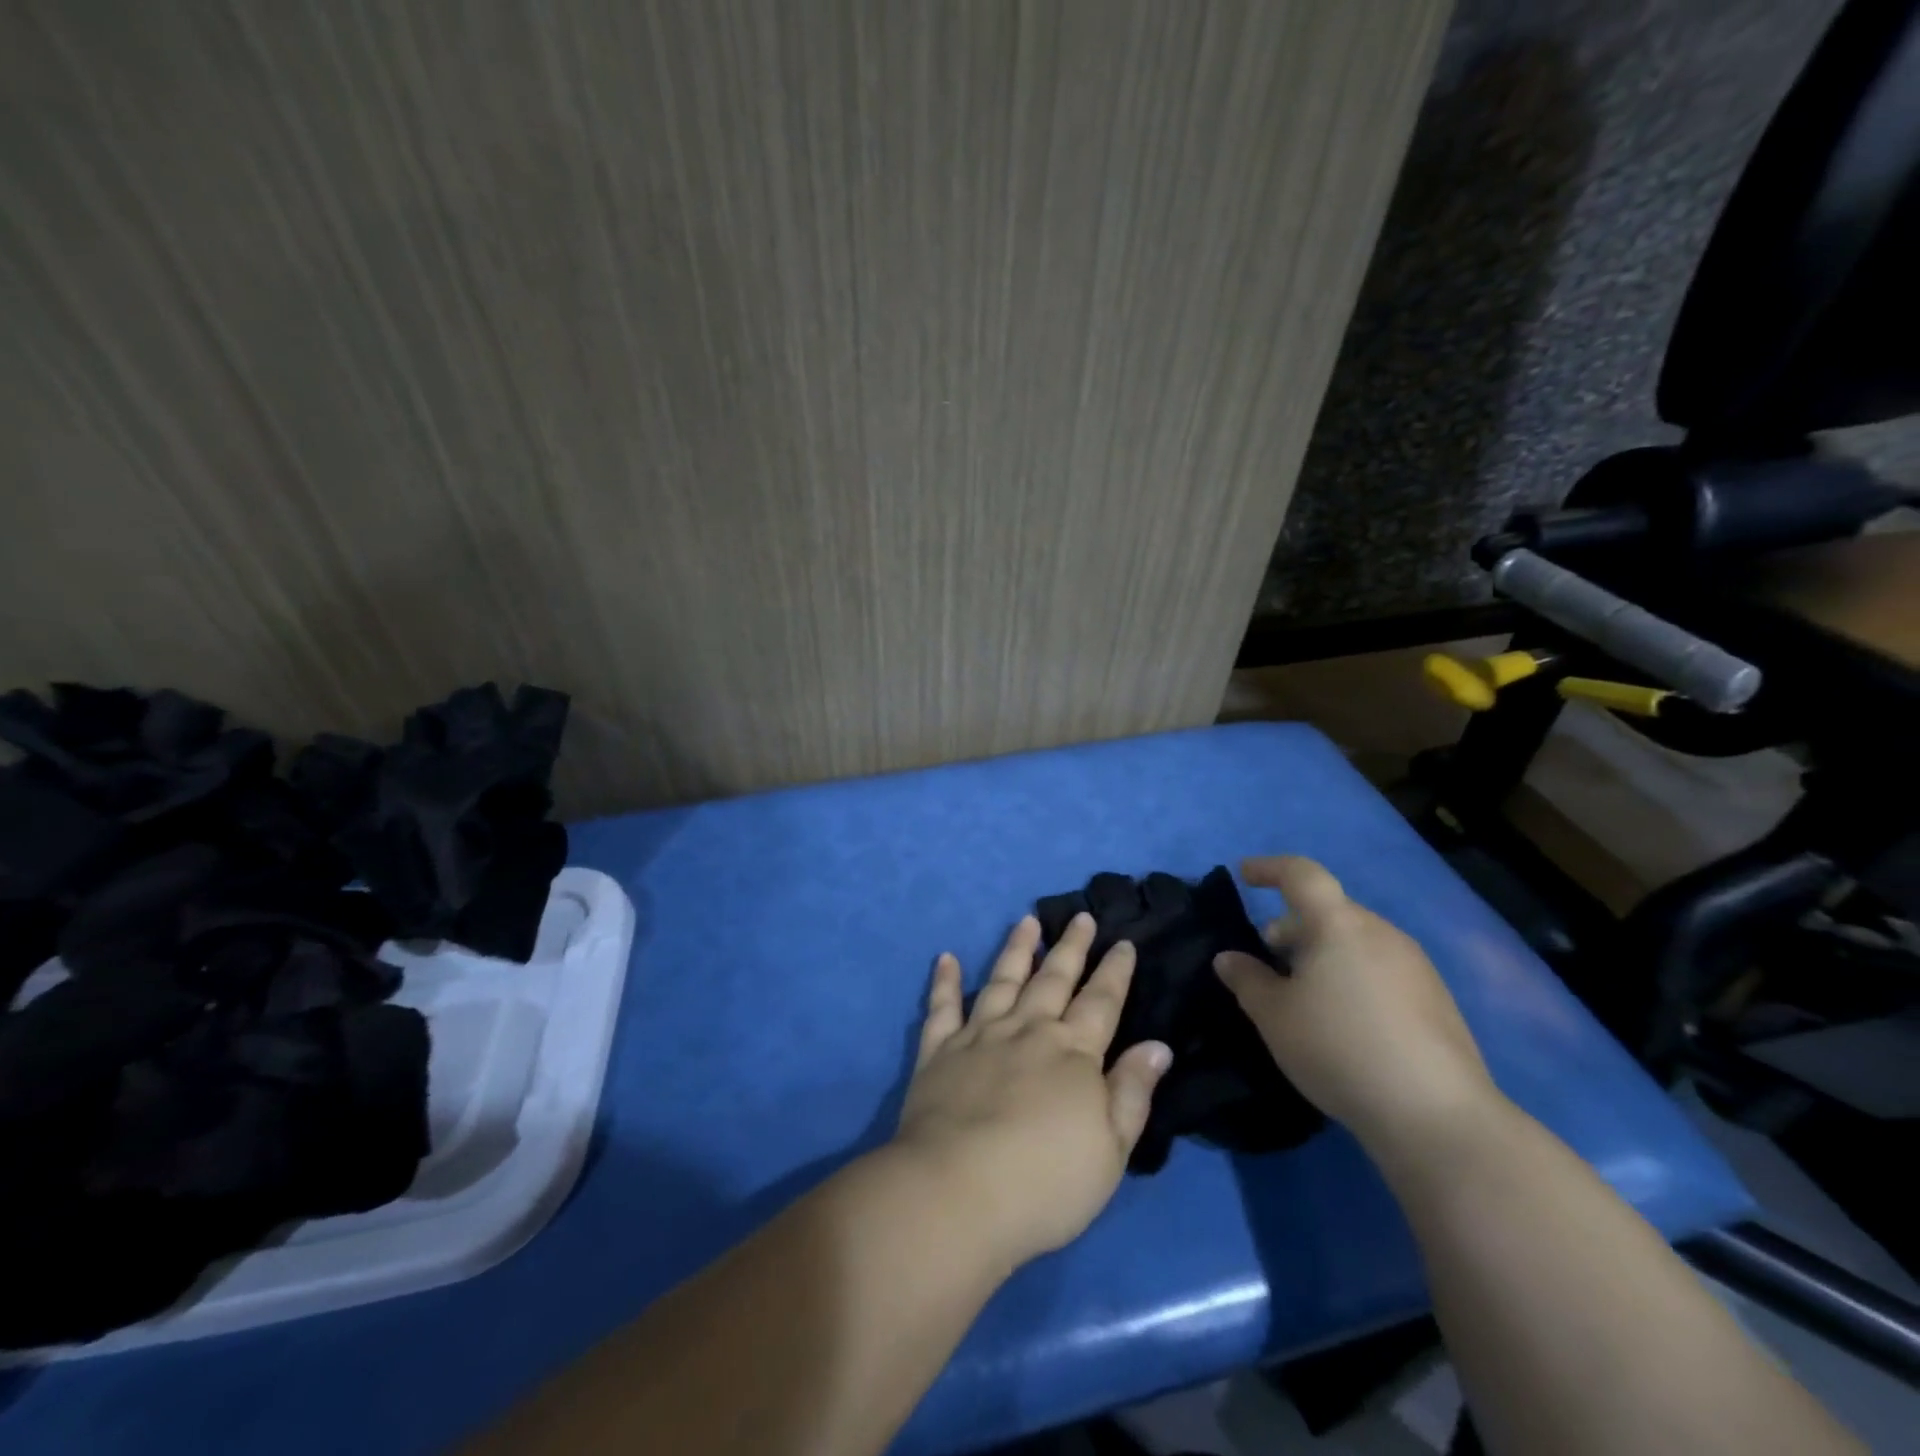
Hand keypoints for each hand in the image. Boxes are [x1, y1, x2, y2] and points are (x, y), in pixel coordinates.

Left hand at [890, 912, 1172, 1269]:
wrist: (957, 1192)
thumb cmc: (1045, 1182)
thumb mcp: (1110, 1149)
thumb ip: (1132, 1092)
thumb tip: (1157, 1045)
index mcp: (1072, 1053)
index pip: (1100, 1001)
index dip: (1114, 971)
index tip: (1122, 942)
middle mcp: (1027, 1031)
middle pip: (1053, 979)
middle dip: (1070, 946)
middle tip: (1079, 916)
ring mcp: (979, 1036)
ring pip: (1002, 980)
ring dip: (1016, 949)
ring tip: (1026, 921)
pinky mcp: (938, 1052)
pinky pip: (943, 1007)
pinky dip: (945, 981)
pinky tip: (947, 958)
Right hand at [1213, 856, 1498, 1157]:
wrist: (1436, 1115)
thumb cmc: (1339, 1049)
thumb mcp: (1274, 1016)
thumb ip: (1247, 980)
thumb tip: (1229, 958)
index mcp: (1338, 924)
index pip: (1301, 874)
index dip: (1270, 868)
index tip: (1245, 875)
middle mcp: (1380, 933)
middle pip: (1329, 911)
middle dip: (1294, 925)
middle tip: (1267, 954)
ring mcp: (1415, 966)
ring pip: (1356, 941)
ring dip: (1323, 952)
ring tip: (1302, 991)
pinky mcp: (1436, 1000)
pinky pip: (1380, 968)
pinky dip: (1351, 975)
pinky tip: (1342, 1019)